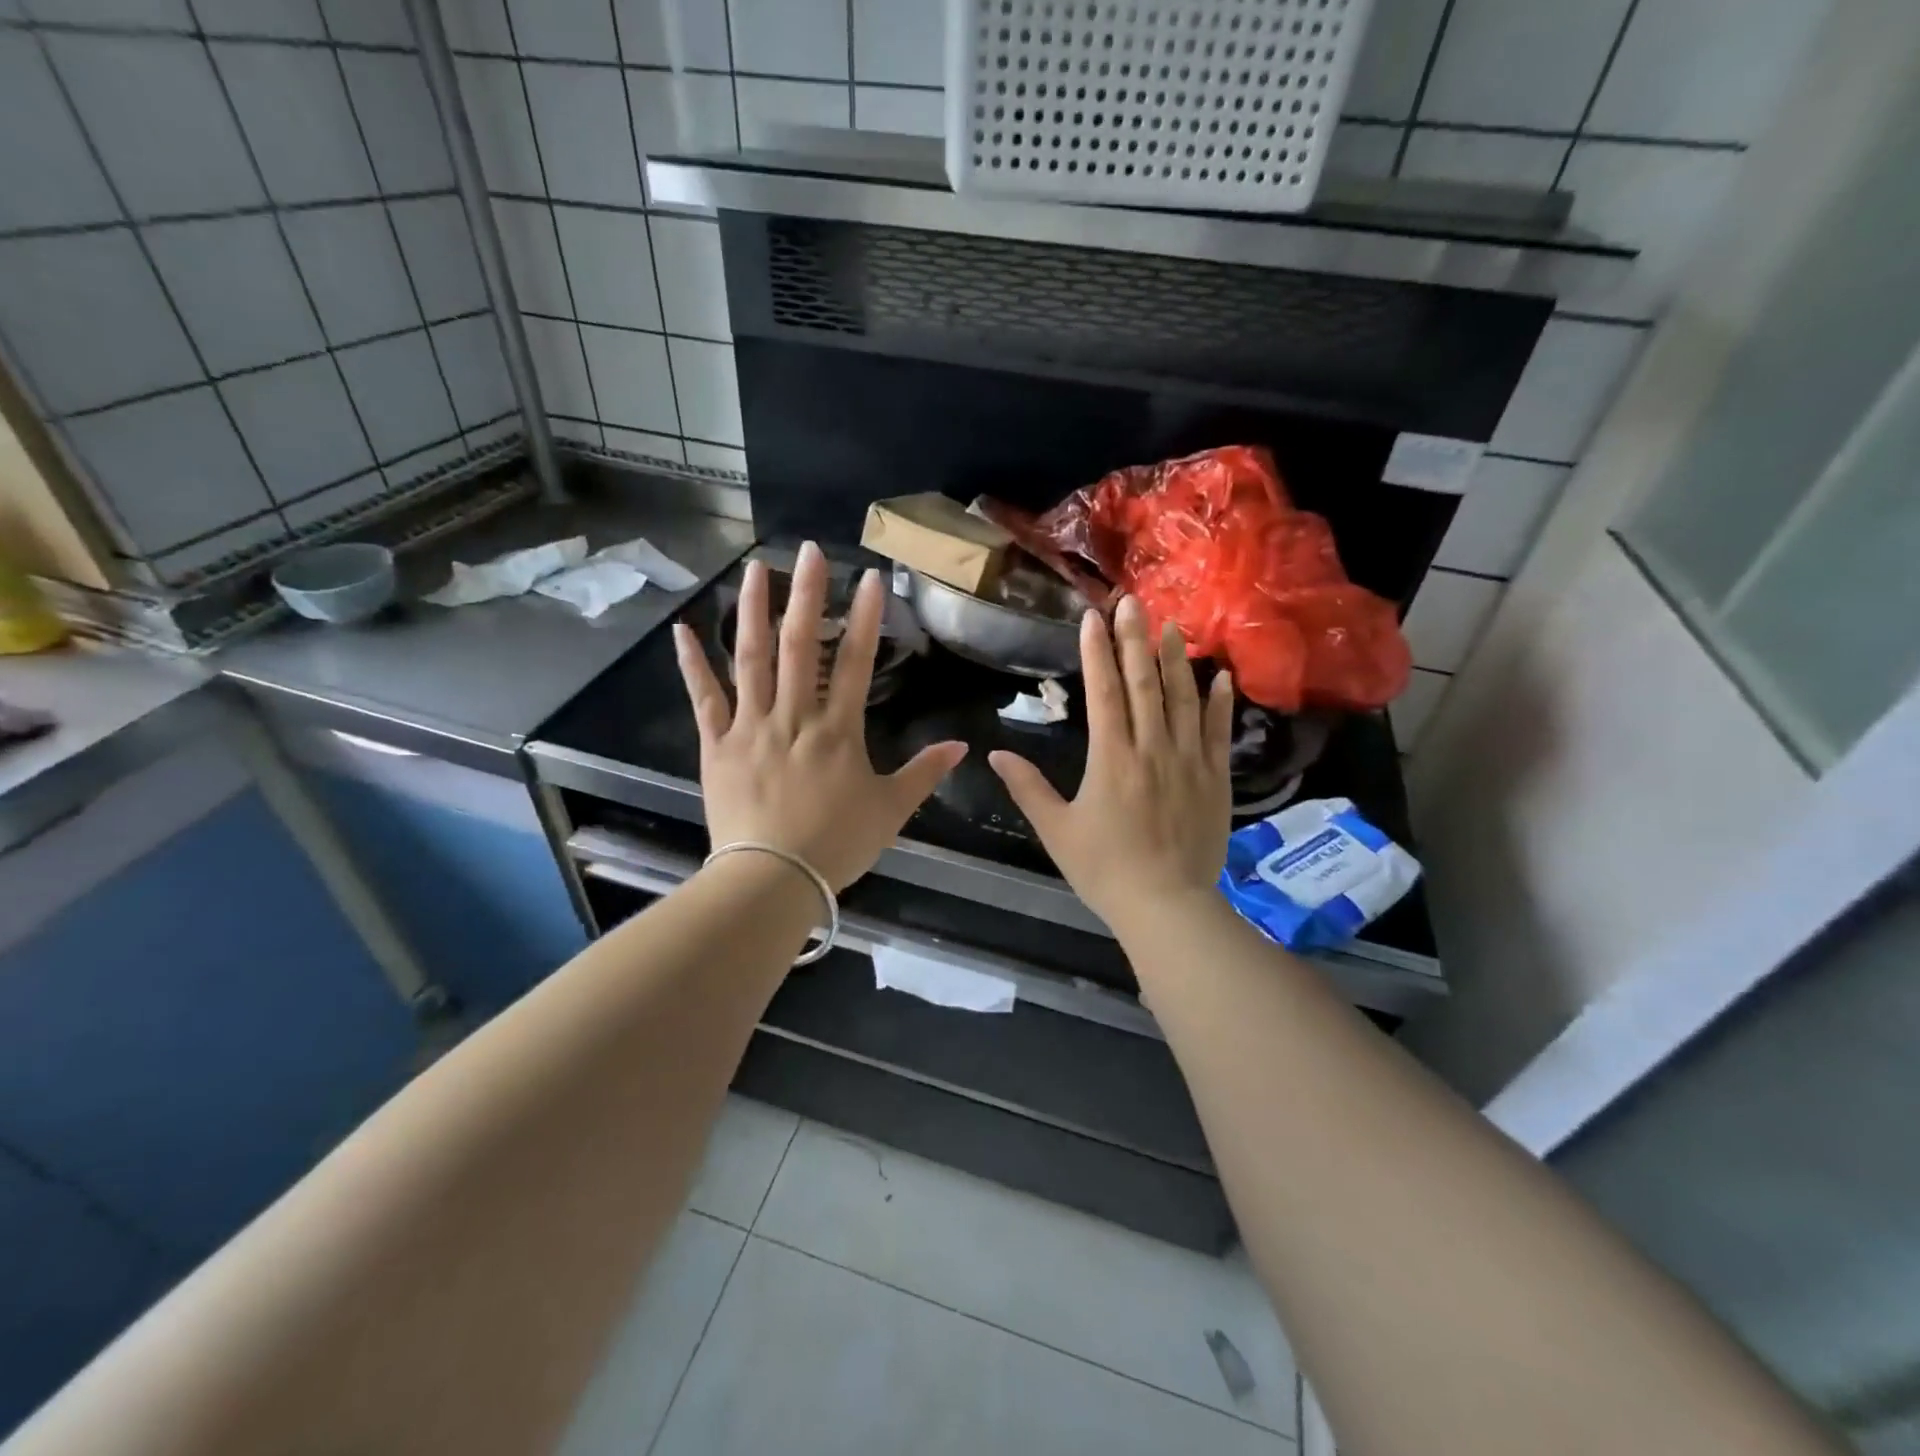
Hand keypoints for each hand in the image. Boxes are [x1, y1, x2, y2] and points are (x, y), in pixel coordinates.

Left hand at [674, 542, 966, 890]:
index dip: (864, 618)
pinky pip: (704, 698)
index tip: (868, 578)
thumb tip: (963, 746)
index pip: (856, 662)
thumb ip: (925, 773)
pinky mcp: (717, 745)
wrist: (772, 879)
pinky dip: (692, 664)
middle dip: (808, 594)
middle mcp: (794, 716)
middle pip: (800, 645)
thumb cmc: (836, 844)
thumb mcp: (891, 811)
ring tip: (755, 568)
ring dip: (753, 611)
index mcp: (838, 730)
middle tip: (809, 550)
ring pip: (751, 659)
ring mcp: (751, 727)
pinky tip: (682, 629)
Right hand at [989, 596, 1233, 936]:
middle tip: (1132, 601)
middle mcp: (1152, 747)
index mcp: (1111, 757)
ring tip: (1172, 625)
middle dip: (1136, 639)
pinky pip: (1219, 732)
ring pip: (1184, 698)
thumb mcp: (1056, 830)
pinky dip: (1220, 702)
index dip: (1097, 651)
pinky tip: (1221, 676)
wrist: (1166, 906)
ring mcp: (1189, 760)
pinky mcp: (1216, 778)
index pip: (1103, 691)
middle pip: (1145, 683)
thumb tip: (995, 754)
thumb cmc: (1104, 869)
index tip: (1093, 616)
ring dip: (1176, 660)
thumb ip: (1027, 788)